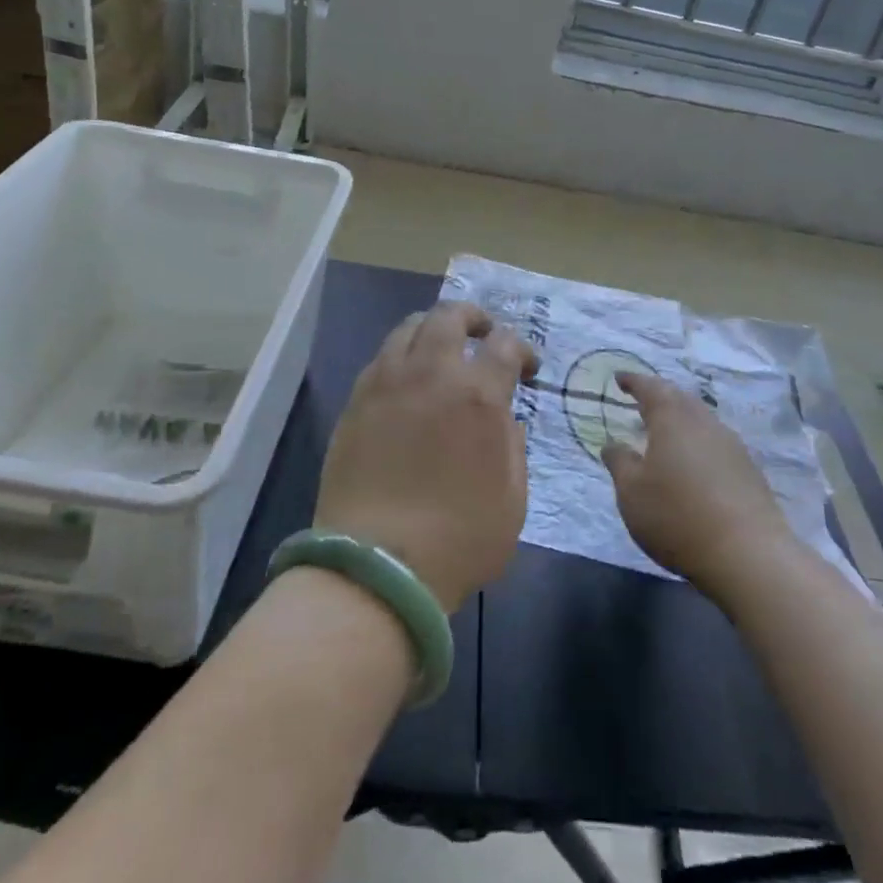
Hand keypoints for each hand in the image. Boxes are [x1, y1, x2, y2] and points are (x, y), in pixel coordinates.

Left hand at [314, 301, 538, 611]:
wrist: (378, 567)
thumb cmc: (459, 539)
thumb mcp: (513, 500)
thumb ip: (514, 448)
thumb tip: (506, 420)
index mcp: (478, 395)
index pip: (505, 344)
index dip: (523, 349)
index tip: (527, 370)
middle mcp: (432, 374)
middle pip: (450, 315)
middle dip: (473, 317)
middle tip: (483, 334)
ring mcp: (387, 383)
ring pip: (409, 327)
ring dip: (433, 328)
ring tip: (442, 349)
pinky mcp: (356, 401)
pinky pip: (381, 358)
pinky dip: (402, 355)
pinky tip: (407, 380)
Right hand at [603, 372, 795, 607]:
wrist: (748, 555)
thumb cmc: (677, 517)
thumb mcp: (632, 493)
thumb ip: (620, 463)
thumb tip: (612, 444)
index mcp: (672, 419)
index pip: (650, 388)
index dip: (634, 381)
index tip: (620, 379)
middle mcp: (704, 423)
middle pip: (680, 399)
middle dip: (659, 396)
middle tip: (642, 401)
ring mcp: (731, 445)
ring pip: (701, 420)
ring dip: (681, 420)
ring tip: (665, 431)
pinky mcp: (749, 470)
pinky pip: (716, 443)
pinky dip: (698, 443)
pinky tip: (694, 462)